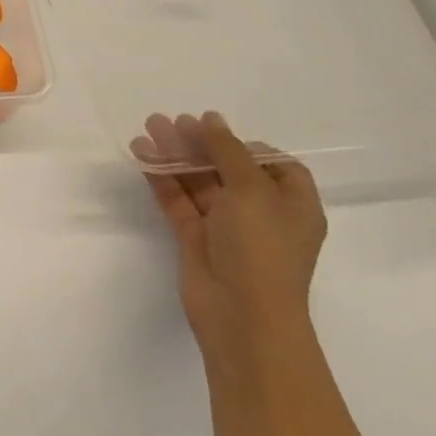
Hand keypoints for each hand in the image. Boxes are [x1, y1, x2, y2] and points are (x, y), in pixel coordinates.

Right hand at [135, 112, 325, 361]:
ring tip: (149, 127)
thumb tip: (211, 120)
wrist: (242, 316)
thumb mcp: (251, 189)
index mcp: (292, 205)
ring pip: (199, 181)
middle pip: (229, 168)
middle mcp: (261, 214)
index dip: (247, 145)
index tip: (218, 132)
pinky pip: (178, 200)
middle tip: (172, 121)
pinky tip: (142, 155)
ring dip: (176, 155)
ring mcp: (227, 227)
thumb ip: (227, 149)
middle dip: (200, 143)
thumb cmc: (261, 247)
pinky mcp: (196, 238)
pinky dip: (162, 177)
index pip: (274, 165)